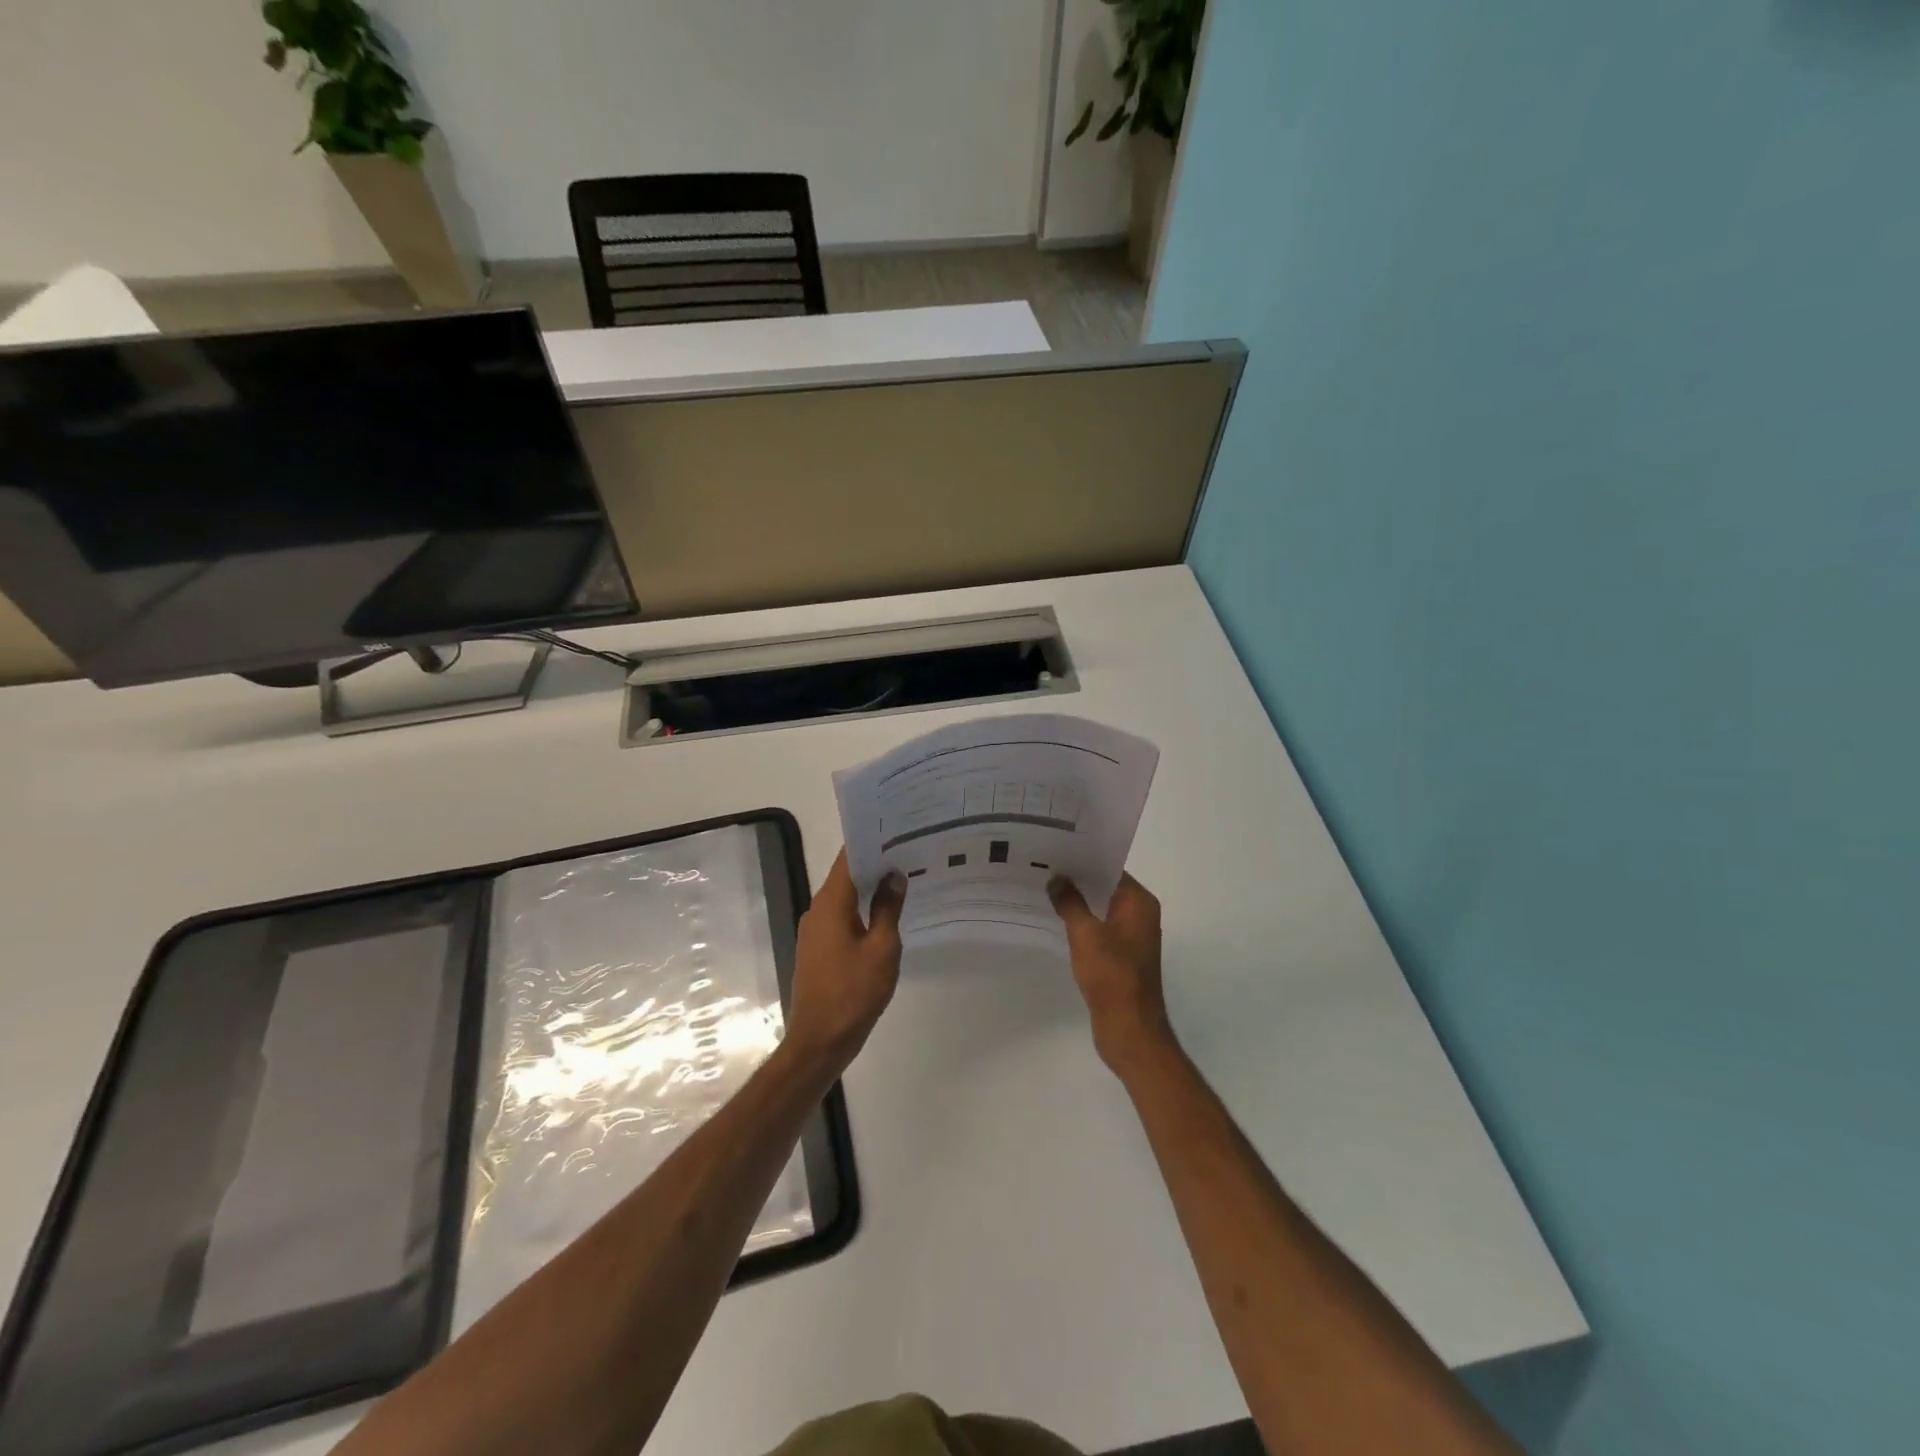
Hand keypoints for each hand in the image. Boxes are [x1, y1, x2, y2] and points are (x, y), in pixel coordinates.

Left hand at [784, 849, 906, 1074]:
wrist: (820, 1041)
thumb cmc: (854, 992)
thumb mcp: (882, 948)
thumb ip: (888, 908)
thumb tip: (894, 876)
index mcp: (830, 904)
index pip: (848, 859)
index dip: (870, 842)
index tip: (895, 830)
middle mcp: (817, 910)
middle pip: (845, 876)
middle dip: (874, 863)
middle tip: (907, 851)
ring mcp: (814, 931)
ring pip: (843, 898)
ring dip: (868, 888)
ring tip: (901, 879)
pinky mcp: (817, 950)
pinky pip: (840, 918)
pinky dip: (860, 910)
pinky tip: (884, 915)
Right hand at [1049, 873, 1174, 1074]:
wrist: (1129, 1029)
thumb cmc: (1112, 975)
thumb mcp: (1085, 934)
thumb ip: (1070, 902)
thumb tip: (1057, 878)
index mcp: (1139, 903)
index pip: (1111, 869)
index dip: (1084, 859)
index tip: (1056, 850)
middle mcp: (1140, 915)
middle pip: (1105, 887)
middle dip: (1077, 880)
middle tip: (1042, 867)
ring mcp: (1131, 937)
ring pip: (1100, 909)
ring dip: (1077, 903)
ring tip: (1043, 890)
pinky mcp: (1121, 956)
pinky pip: (1099, 929)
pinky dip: (1080, 924)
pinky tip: (1054, 920)